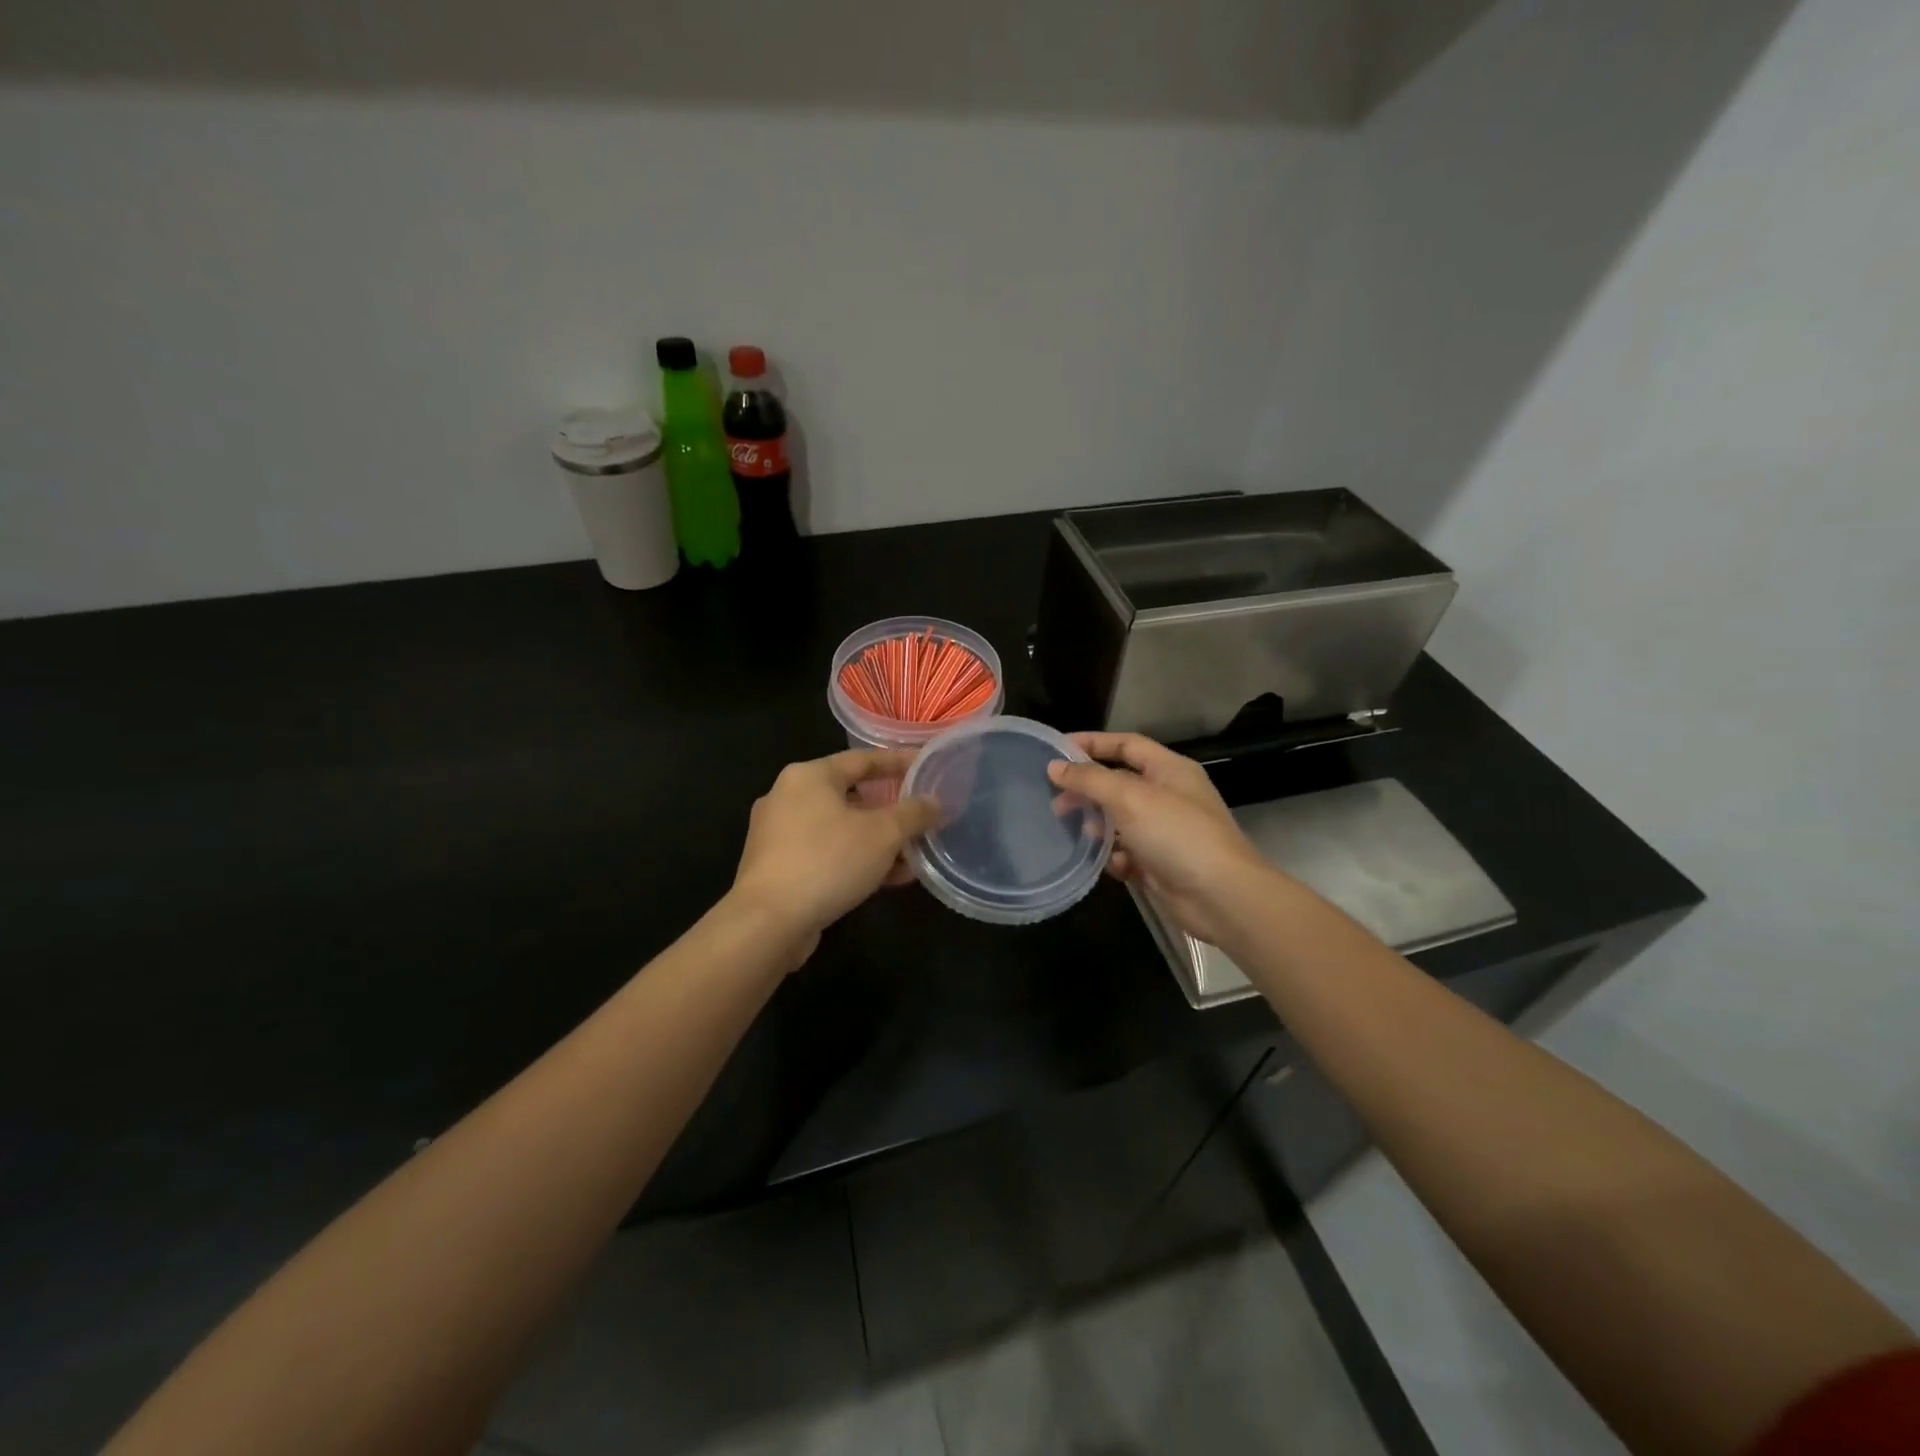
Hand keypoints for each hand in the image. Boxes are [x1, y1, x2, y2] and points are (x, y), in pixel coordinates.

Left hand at [730, 749, 940, 964]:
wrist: (767, 923)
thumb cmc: (827, 862)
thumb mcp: (883, 834)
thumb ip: (913, 813)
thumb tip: (934, 802)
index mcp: (808, 776)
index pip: (863, 759)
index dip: (899, 762)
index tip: (927, 767)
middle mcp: (788, 797)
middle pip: (851, 795)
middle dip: (891, 811)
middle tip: (922, 818)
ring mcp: (778, 835)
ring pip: (840, 829)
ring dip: (878, 842)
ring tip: (913, 857)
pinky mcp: (777, 868)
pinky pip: (826, 854)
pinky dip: (856, 861)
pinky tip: (887, 880)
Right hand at [1048, 732, 1271, 944]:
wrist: (1221, 897)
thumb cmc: (1177, 834)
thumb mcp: (1130, 798)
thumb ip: (1090, 779)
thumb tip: (1055, 766)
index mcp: (1169, 770)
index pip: (1126, 744)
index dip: (1092, 743)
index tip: (1056, 749)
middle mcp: (1169, 796)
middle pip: (1119, 784)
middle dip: (1088, 791)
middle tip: (1056, 802)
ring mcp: (1166, 832)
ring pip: (1120, 821)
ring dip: (1099, 827)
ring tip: (1079, 833)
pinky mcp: (1161, 864)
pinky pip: (1128, 854)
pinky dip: (1116, 858)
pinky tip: (1114, 866)